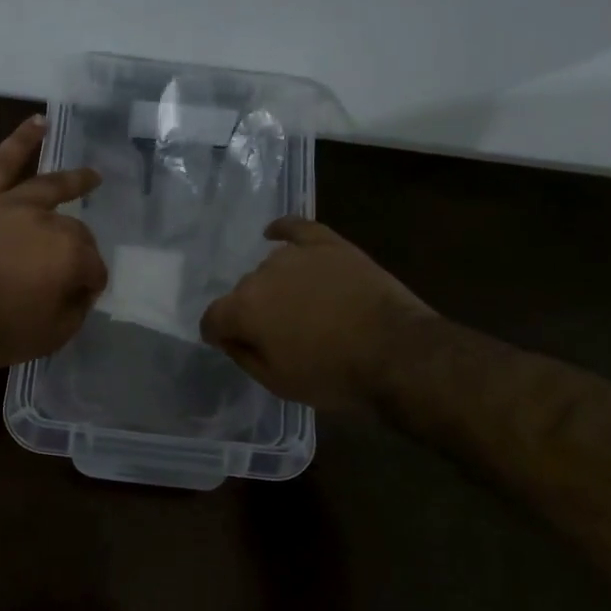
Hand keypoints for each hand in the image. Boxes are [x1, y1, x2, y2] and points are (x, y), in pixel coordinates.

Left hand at [0, 115, 108, 365]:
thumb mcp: (49, 336)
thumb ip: (75, 310)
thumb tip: (81, 290)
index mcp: (70, 255)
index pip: (93, 268)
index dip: (88, 286)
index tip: (76, 300)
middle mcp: (48, 221)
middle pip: (75, 232)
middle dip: (80, 252)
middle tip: (69, 272)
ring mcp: (12, 203)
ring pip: (49, 185)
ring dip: (73, 180)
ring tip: (90, 175)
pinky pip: (3, 161)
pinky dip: (21, 140)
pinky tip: (38, 123)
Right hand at [199, 217, 435, 408]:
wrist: (398, 354)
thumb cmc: (333, 376)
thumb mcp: (278, 383)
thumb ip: (243, 355)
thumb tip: (228, 337)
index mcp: (244, 309)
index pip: (213, 318)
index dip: (218, 334)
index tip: (232, 344)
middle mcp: (261, 274)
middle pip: (244, 292)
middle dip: (253, 311)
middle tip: (280, 334)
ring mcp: (296, 255)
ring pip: (270, 268)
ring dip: (276, 285)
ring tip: (300, 305)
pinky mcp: (329, 244)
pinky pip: (297, 227)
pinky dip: (282, 230)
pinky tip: (275, 234)